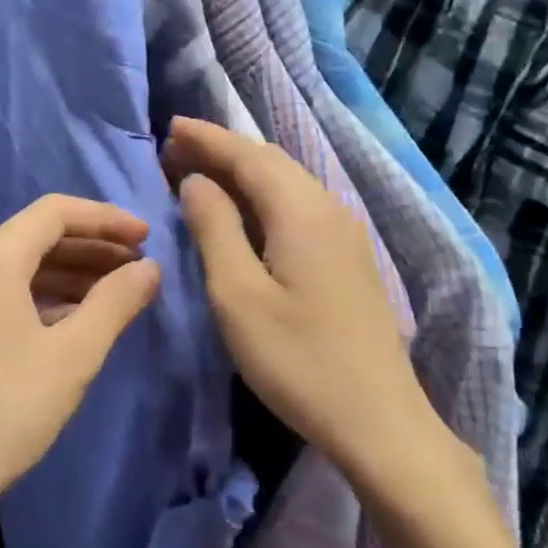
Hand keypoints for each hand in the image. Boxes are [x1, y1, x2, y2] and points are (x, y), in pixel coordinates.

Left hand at [0, 195, 160, 547]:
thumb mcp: (72, 356)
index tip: (146, 238)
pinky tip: (70, 320)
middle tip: (138, 269)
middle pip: (35, 237)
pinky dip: (40, 297)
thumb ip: (115, 303)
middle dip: (91, 247)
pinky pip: (0, 293)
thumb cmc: (5, 410)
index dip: (106, 219)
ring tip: (114, 294)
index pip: (55, 212)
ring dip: (68, 273)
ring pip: (17, 267)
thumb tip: (150, 268)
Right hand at [164, 117, 466, 504]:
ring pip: (288, 182)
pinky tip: (244, 212)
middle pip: (271, 162)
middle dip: (223, 150)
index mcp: (301, 212)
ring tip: (202, 173)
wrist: (378, 420)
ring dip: (243, 171)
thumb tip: (195, 181)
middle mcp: (329, 209)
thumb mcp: (237, 294)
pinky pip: (299, 205)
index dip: (207, 139)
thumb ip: (214, 228)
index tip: (169, 127)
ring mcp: (345, 234)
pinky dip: (263, 196)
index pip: (248, 156)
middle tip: (176, 149)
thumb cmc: (297, 359)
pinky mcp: (348, 259)